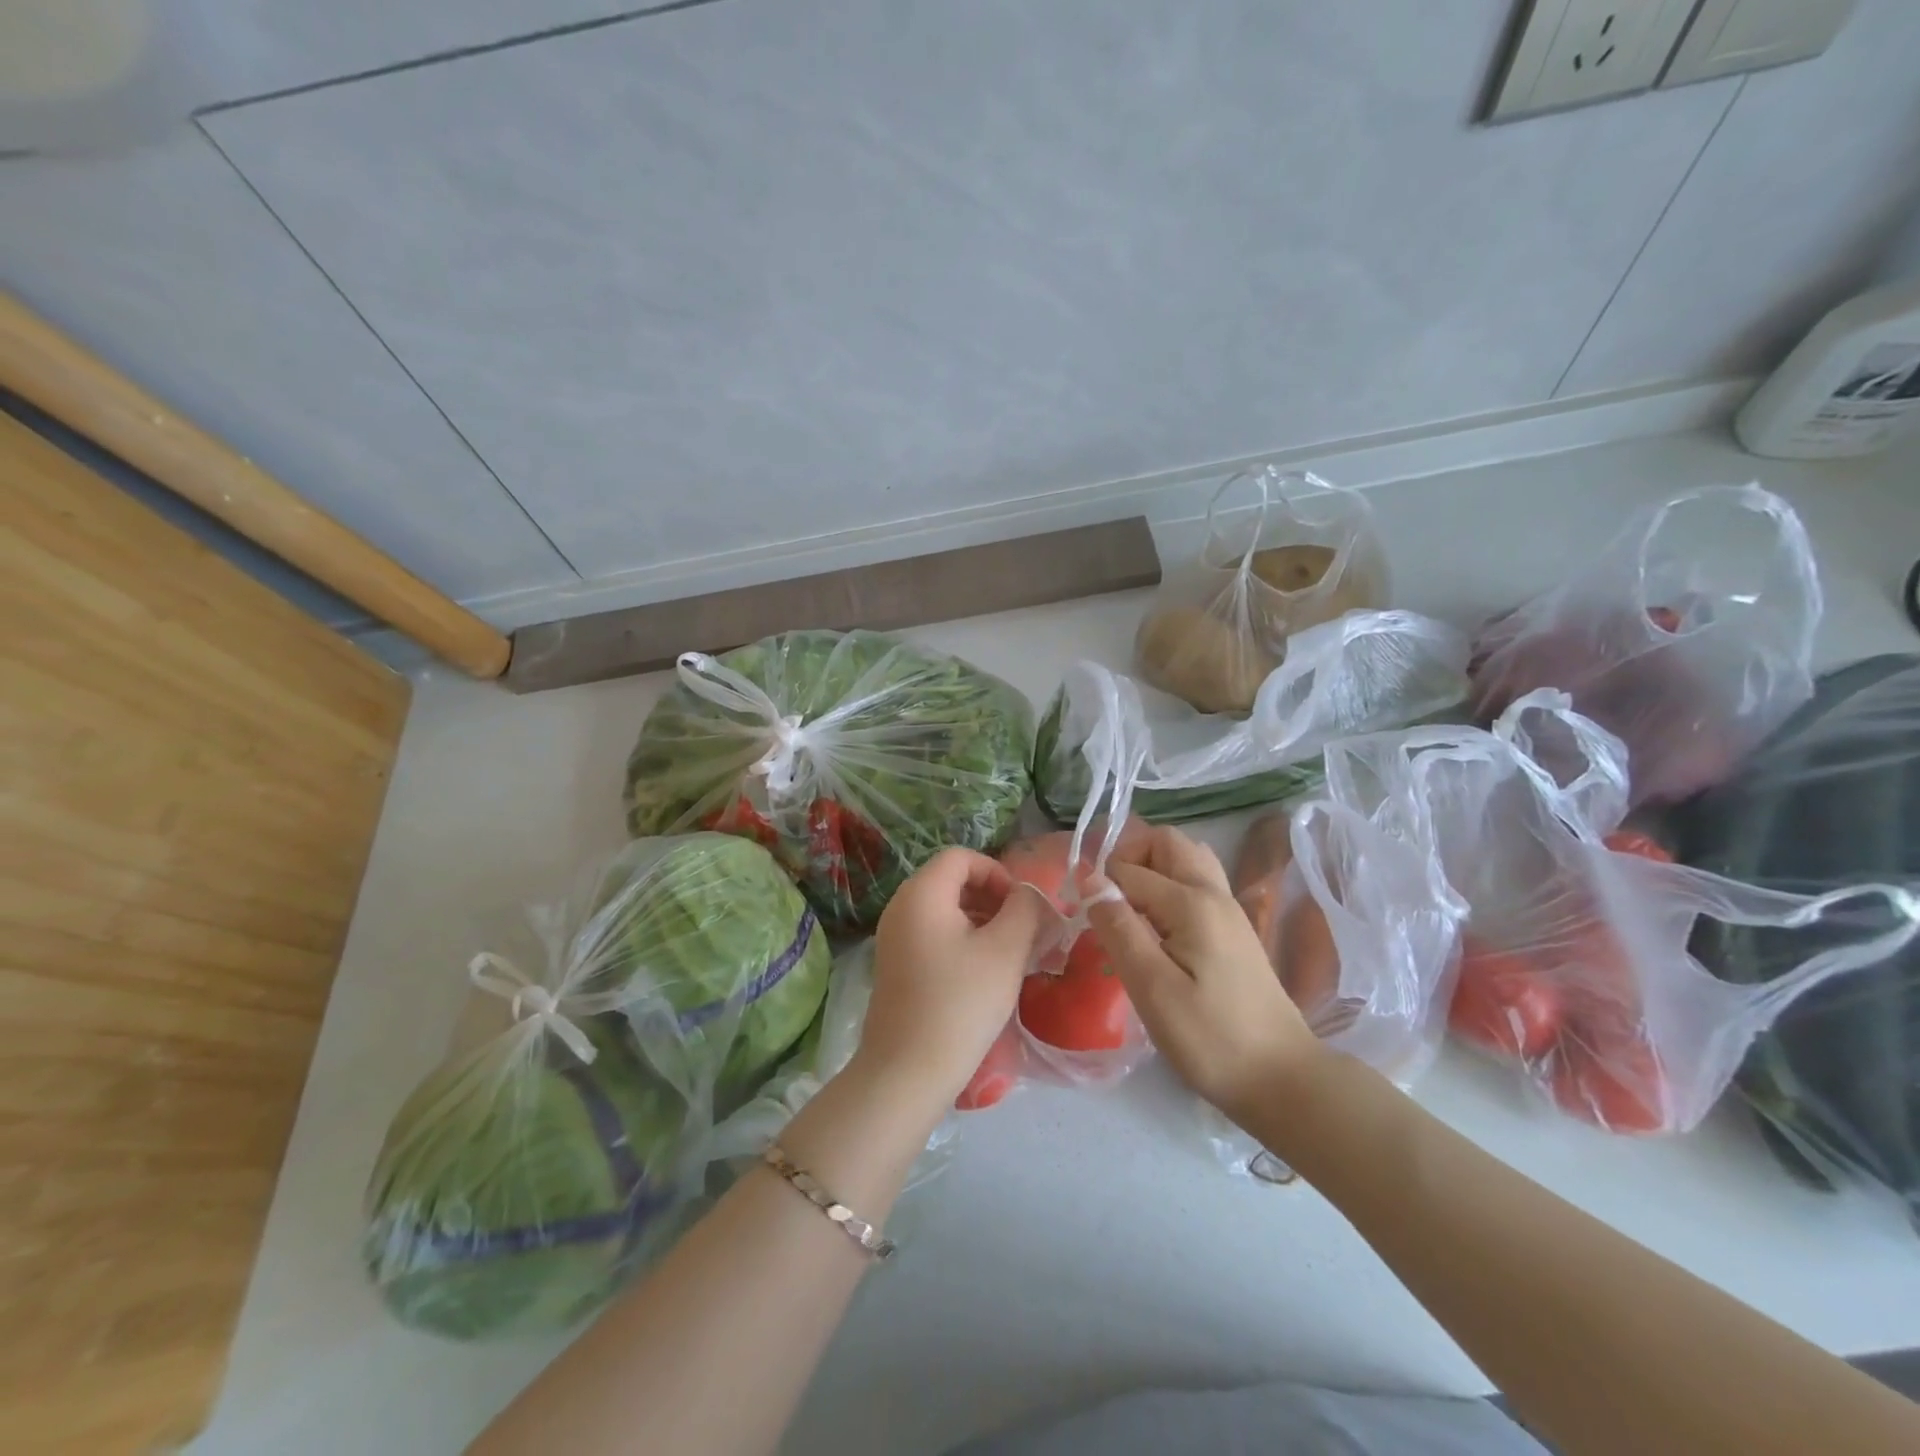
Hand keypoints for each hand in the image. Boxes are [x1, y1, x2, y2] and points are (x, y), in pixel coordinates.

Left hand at [863, 848, 1047, 1108]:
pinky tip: (983, 974)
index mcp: (921, 893)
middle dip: (992, 898)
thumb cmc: (960, 1003)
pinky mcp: (895, 966)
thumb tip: (1029, 894)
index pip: (962, 857)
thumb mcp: (1005, 951)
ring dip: (980, 921)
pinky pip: (933, 935)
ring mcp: (893, 938)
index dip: (997, 872)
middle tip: (1021, 931)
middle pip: (951, 881)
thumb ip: (1025, 909)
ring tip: (1008, 954)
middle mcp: (901, 906)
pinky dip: (961, 941)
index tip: (1021, 907)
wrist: (906, 1072)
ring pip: (944, 910)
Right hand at [1083, 824, 1322, 1123]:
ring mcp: (1229, 910)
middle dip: (1129, 859)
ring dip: (1153, 870)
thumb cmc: (1210, 1038)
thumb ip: (1119, 928)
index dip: (1099, 888)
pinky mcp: (1234, 930)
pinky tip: (1159, 930)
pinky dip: (1170, 888)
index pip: (1129, 870)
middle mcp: (1214, 893)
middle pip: (1167, 842)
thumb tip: (1090, 880)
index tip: (1086, 924)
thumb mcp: (1152, 988)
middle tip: (1110, 904)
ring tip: (1132, 911)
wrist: (1281, 1078)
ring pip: (1186, 859)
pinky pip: (1197, 884)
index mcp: (1192, 903)